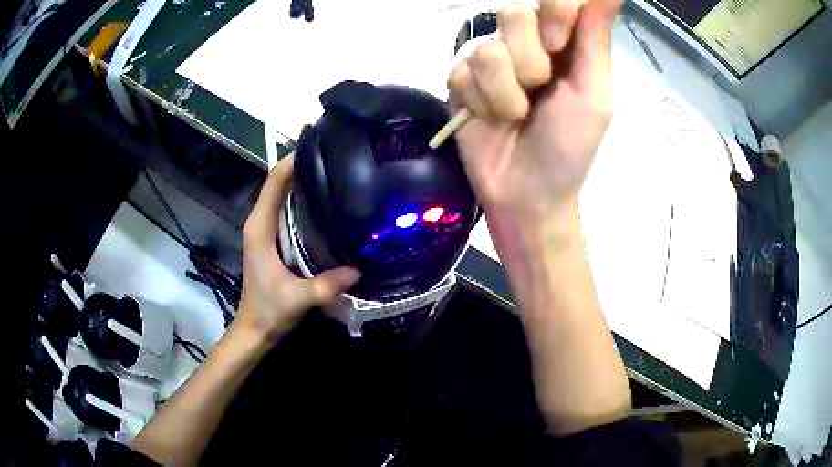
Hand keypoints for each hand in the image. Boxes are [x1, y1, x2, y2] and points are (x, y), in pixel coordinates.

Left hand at [237, 154, 359, 342]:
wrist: (255, 328)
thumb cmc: (269, 310)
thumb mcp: (298, 298)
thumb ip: (326, 285)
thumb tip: (359, 269)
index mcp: (260, 228)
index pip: (273, 183)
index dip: (291, 161)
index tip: (317, 146)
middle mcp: (260, 223)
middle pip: (278, 183)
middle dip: (301, 166)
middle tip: (334, 156)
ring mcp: (264, 230)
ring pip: (282, 195)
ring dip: (301, 181)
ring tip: (333, 172)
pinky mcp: (271, 239)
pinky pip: (286, 210)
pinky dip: (301, 199)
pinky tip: (325, 202)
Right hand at [449, 0, 621, 222]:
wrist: (527, 193)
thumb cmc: (570, 147)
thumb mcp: (594, 94)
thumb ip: (596, 38)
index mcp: (564, 42)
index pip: (555, 0)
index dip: (554, 13)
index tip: (558, 45)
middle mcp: (525, 42)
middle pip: (514, 12)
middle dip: (531, 58)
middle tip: (541, 88)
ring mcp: (490, 58)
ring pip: (488, 46)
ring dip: (507, 89)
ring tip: (516, 114)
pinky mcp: (461, 78)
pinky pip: (463, 71)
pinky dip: (484, 102)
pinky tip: (492, 118)